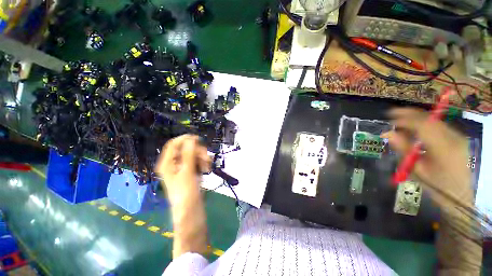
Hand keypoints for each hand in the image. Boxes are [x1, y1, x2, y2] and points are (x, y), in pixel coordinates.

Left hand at [155, 135, 210, 203]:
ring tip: (208, 166)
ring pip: (194, 155)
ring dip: (202, 158)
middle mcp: (174, 163)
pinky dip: (203, 162)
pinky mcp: (190, 171)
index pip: (173, 144)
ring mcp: (183, 167)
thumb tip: (191, 139)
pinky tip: (208, 168)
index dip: (185, 139)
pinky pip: (197, 161)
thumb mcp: (187, 171)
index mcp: (167, 163)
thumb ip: (189, 154)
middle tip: (206, 158)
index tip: (198, 139)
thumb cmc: (186, 192)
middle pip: (186, 149)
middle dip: (198, 151)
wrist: (191, 210)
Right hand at [382, 108, 472, 208]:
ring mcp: (457, 136)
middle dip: (409, 114)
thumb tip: (388, 134)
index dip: (405, 119)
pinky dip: (424, 124)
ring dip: (416, 119)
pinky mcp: (457, 137)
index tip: (389, 120)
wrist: (460, 195)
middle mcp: (453, 138)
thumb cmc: (436, 185)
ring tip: (400, 123)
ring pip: (434, 120)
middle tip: (391, 114)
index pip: (423, 125)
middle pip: (430, 119)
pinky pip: (438, 125)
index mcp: (444, 148)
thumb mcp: (416, 170)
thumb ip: (403, 149)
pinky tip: (414, 129)